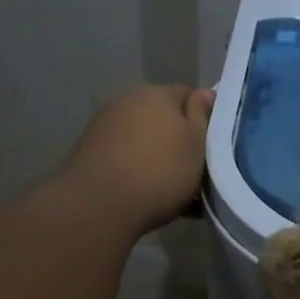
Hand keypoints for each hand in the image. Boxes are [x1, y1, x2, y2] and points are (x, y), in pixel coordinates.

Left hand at [58, 85, 214, 236]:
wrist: (99, 205)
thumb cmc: (161, 171)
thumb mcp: (197, 144)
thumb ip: (202, 116)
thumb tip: (204, 92)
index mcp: (157, 93)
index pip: (188, 95)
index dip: (203, 119)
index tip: (211, 146)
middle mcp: (127, 101)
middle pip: (163, 117)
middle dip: (177, 139)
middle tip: (194, 169)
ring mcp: (104, 126)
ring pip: (143, 139)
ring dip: (156, 156)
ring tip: (170, 188)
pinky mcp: (88, 152)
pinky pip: (124, 157)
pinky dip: (136, 170)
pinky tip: (145, 195)